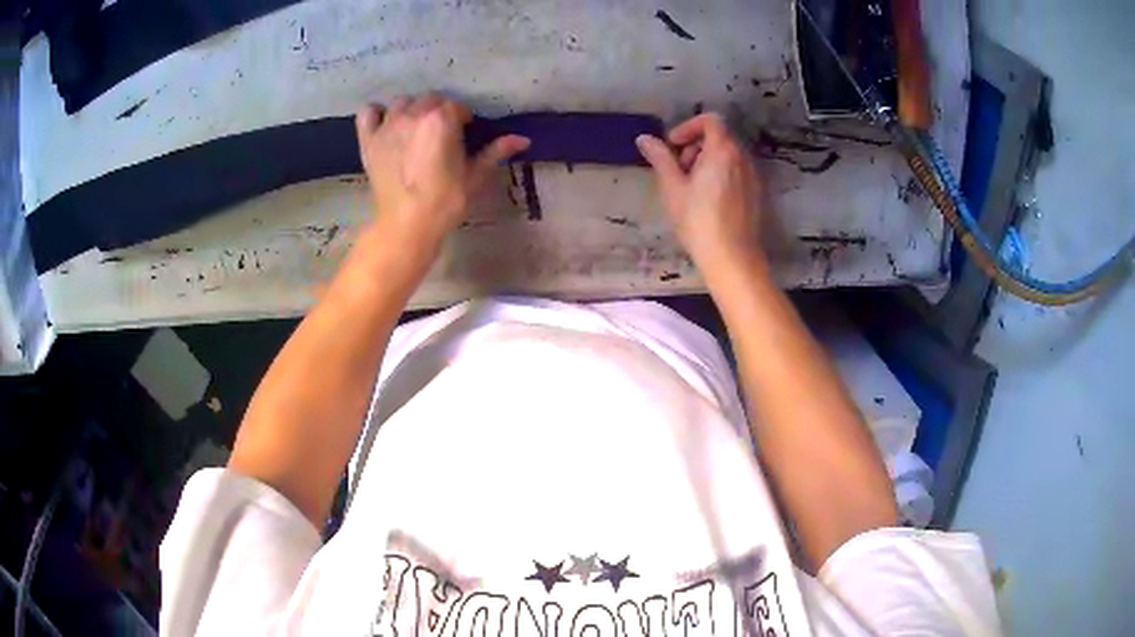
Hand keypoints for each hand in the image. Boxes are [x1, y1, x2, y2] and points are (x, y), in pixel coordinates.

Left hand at [356, 94, 529, 251]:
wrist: (406, 224)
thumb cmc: (445, 201)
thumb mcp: (475, 175)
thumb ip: (496, 151)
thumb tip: (523, 139)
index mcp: (442, 119)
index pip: (456, 107)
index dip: (463, 120)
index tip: (464, 135)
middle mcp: (413, 114)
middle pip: (429, 100)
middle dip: (438, 112)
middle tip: (441, 135)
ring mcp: (387, 125)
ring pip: (402, 103)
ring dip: (411, 111)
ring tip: (415, 130)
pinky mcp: (368, 140)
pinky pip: (368, 112)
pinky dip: (376, 114)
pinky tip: (384, 124)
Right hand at [636, 113, 766, 284]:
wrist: (732, 258)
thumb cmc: (698, 220)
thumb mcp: (672, 188)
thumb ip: (660, 158)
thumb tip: (644, 139)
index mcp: (723, 150)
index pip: (709, 120)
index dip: (687, 128)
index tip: (673, 147)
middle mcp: (742, 157)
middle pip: (719, 137)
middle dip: (695, 146)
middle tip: (679, 171)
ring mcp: (753, 176)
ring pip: (728, 156)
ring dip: (707, 162)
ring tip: (691, 189)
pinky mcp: (756, 194)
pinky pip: (736, 173)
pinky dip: (721, 175)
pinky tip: (708, 202)